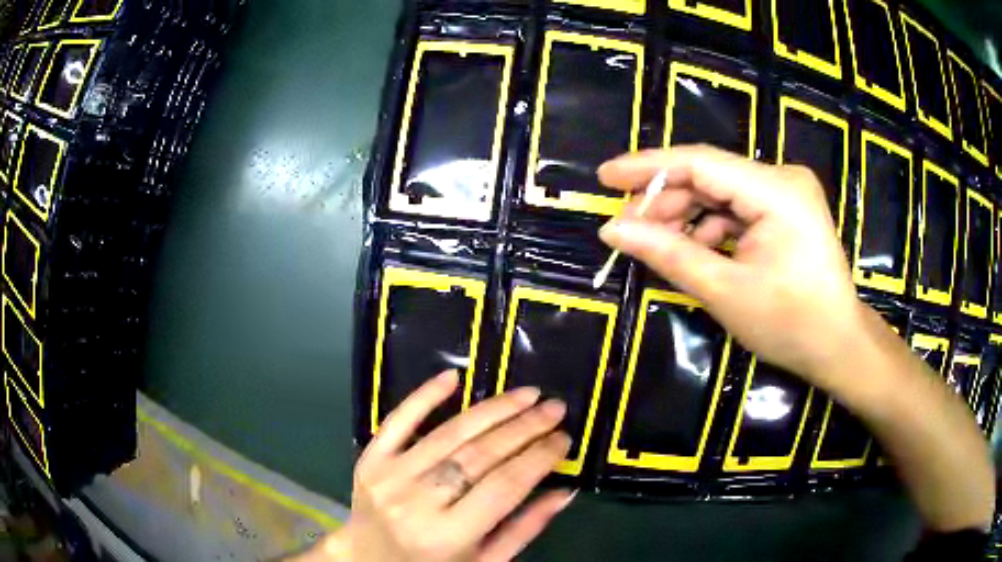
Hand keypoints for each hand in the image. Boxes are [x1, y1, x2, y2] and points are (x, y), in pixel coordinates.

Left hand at [301, 370, 573, 560]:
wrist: (367, 559)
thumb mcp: (484, 561)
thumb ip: (524, 529)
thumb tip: (564, 491)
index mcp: (449, 535)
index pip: (505, 486)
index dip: (539, 458)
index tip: (564, 438)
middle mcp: (417, 502)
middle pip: (480, 455)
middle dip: (525, 428)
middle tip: (555, 408)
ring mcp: (389, 476)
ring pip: (449, 433)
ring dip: (493, 409)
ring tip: (527, 394)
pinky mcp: (370, 458)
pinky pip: (398, 419)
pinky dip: (425, 395)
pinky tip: (453, 377)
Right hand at [598, 146, 865, 392]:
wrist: (838, 345)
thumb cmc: (790, 325)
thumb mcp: (724, 291)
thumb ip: (668, 253)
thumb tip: (611, 230)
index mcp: (776, 191)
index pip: (700, 162)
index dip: (648, 167)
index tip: (605, 178)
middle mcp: (782, 178)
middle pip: (709, 175)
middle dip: (666, 200)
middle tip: (628, 229)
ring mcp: (786, 192)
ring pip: (720, 191)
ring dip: (686, 215)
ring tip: (658, 245)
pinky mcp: (786, 208)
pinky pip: (736, 207)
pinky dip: (710, 226)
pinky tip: (695, 250)